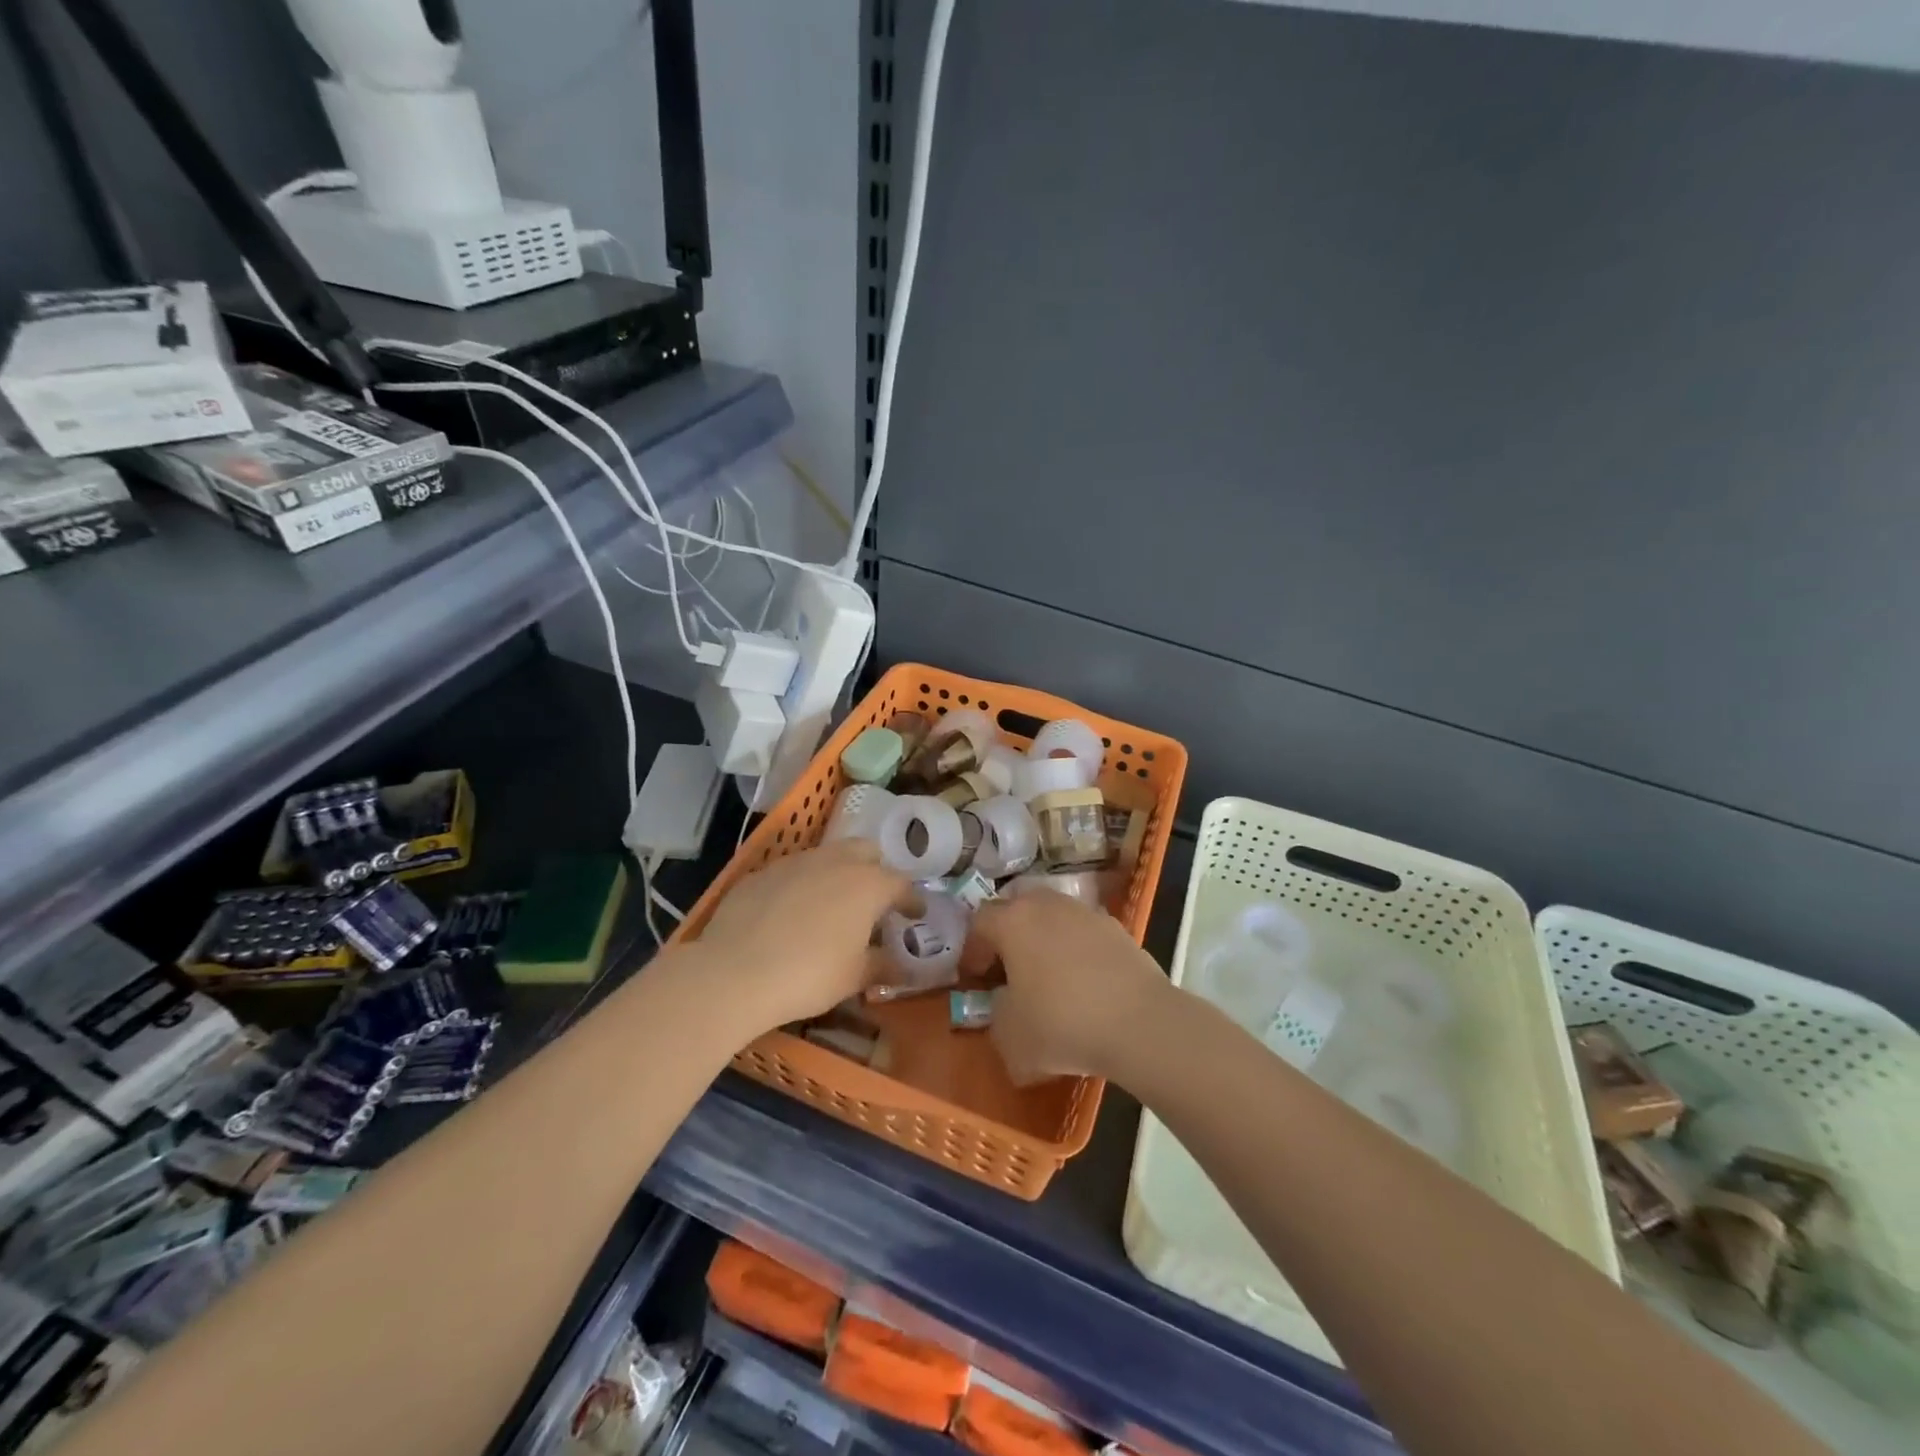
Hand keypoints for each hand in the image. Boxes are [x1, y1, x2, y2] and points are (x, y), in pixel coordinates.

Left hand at [695, 839, 907, 1033]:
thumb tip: (905, 967)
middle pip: (867, 852)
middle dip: (876, 870)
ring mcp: (796, 862)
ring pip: (828, 855)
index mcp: (868, 884)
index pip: (902, 884)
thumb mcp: (854, 977)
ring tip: (833, 904)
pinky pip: (792, 871)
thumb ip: (884, 966)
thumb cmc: (809, 975)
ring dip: (838, 873)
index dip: (911, 900)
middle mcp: (836, 862)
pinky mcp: (762, 872)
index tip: (916, 914)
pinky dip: (802, 885)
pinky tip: (791, 912)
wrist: (734, 972)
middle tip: (874, 900)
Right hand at [971, 892, 1172, 1083]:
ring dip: (1044, 941)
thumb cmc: (1062, 1024)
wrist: (1140, 1023)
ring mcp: (1086, 912)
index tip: (975, 980)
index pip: (980, 922)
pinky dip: (1076, 951)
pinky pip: (1083, 933)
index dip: (973, 951)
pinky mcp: (1118, 927)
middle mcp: (1047, 905)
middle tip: (1008, 972)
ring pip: (1053, 918)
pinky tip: (1084, 984)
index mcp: (1013, 921)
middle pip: (1017, 910)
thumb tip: (1006, 1006)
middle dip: (1008, 937)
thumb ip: (996, 1016)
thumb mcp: (1010, 1037)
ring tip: (1049, 978)